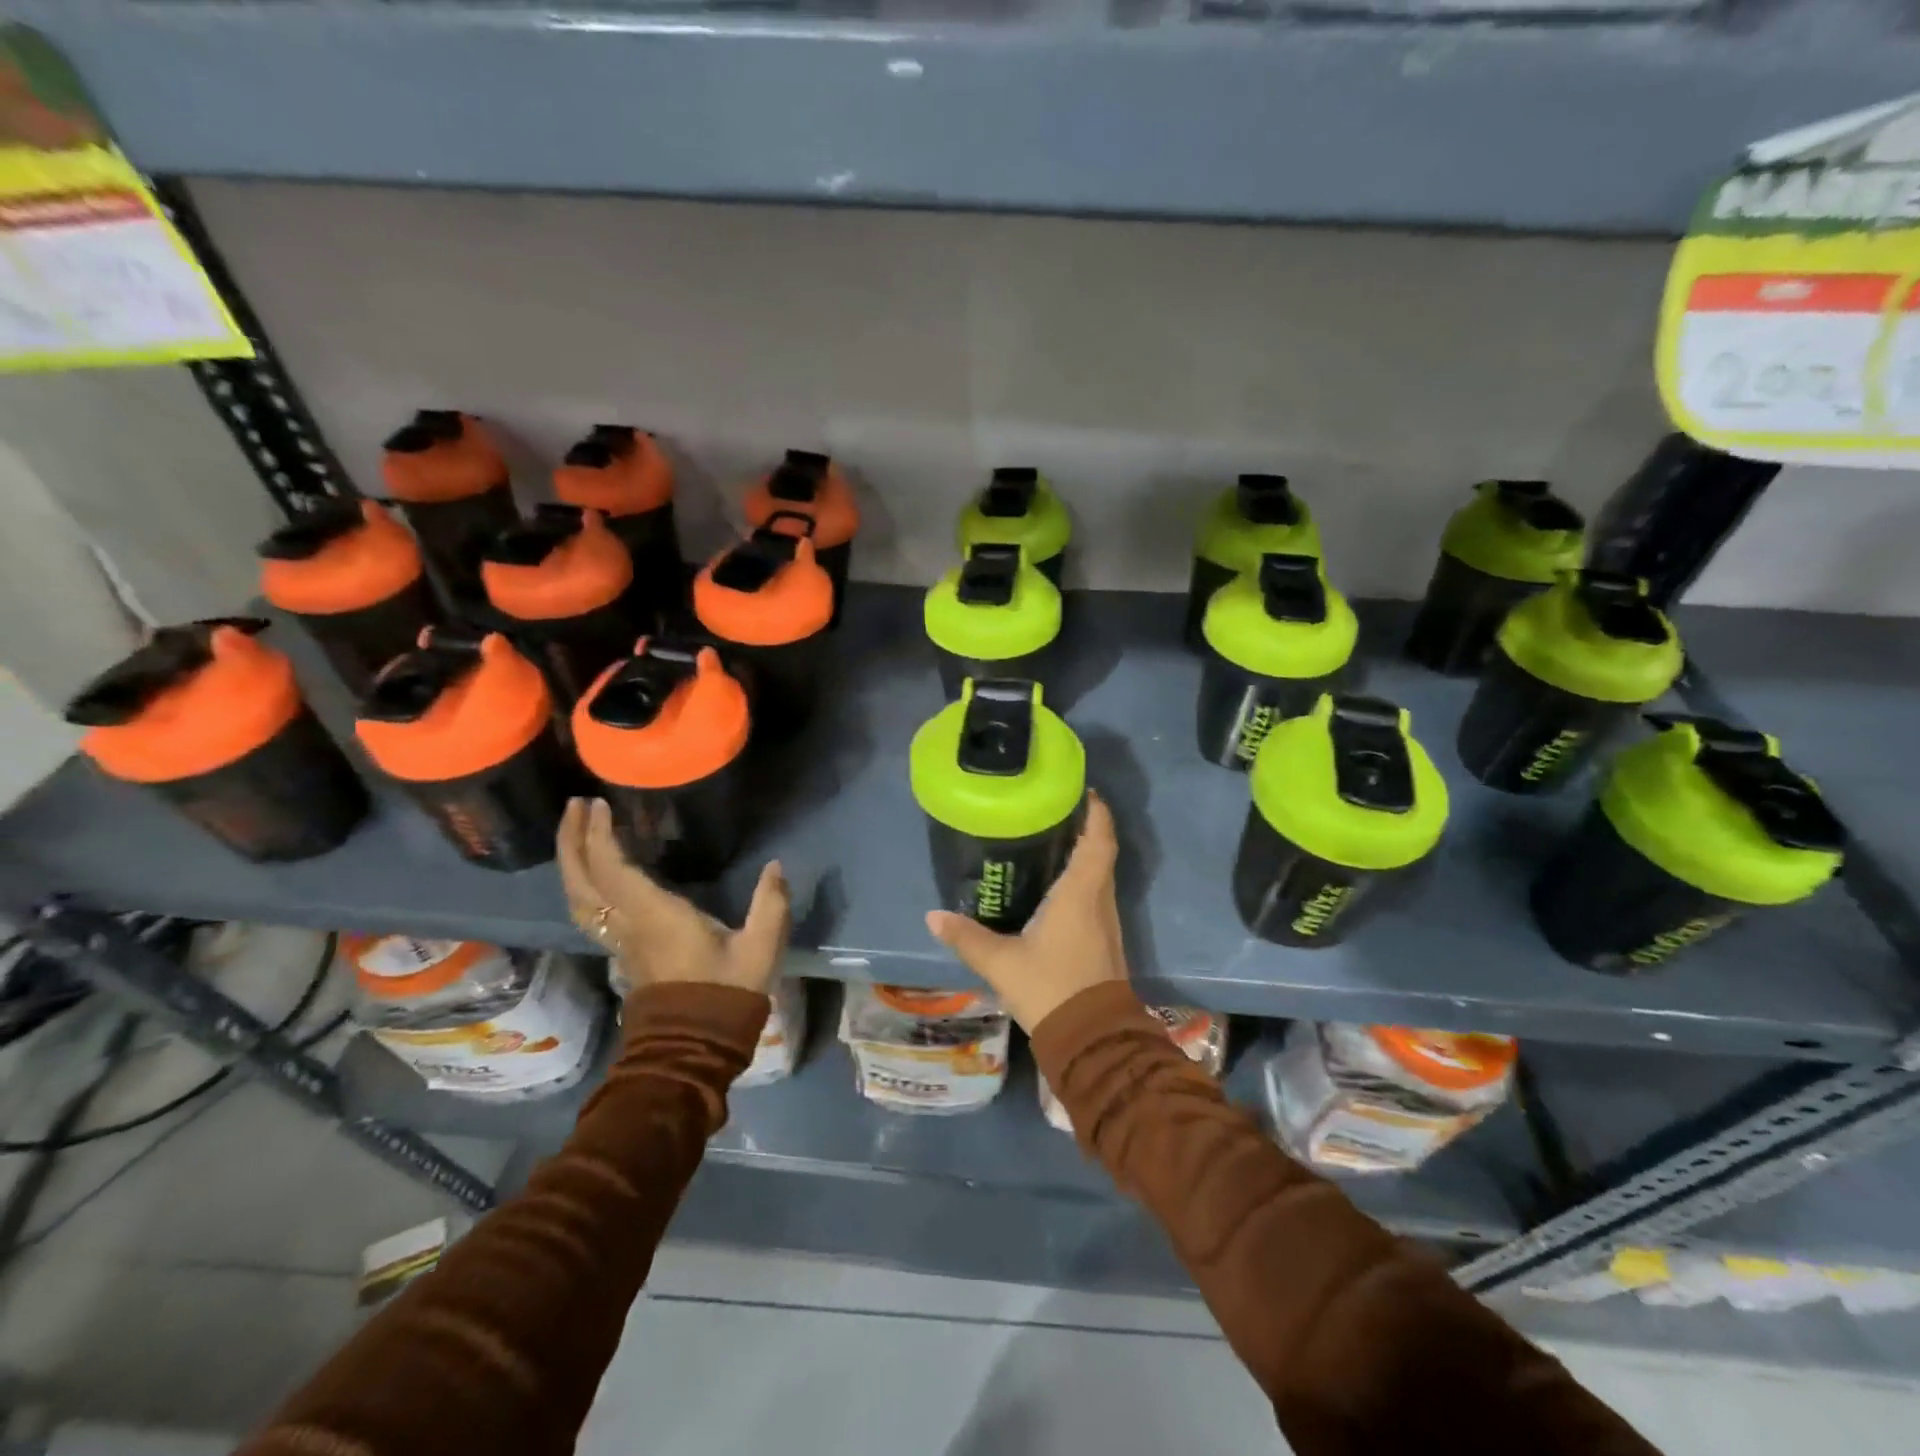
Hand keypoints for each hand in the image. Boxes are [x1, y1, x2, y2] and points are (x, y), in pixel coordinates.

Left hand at [559, 798, 790, 995]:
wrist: (695, 1044)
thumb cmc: (726, 992)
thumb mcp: (761, 947)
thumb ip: (771, 904)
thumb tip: (776, 866)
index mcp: (654, 916)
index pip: (612, 870)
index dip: (599, 836)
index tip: (598, 804)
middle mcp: (627, 925)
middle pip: (581, 881)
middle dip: (572, 842)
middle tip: (574, 806)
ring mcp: (619, 940)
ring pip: (578, 898)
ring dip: (572, 862)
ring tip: (576, 832)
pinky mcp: (622, 951)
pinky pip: (589, 911)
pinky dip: (583, 884)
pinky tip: (594, 873)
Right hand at [924, 792, 1128, 1032]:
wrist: (1093, 1040)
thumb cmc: (1051, 988)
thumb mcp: (1002, 963)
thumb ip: (967, 938)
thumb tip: (933, 917)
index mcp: (1081, 894)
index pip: (1098, 841)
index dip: (1096, 813)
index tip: (1084, 791)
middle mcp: (1100, 901)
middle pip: (1101, 854)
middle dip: (1084, 829)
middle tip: (1053, 811)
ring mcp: (1106, 923)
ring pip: (1100, 877)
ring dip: (1084, 855)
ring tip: (1050, 841)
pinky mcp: (1104, 942)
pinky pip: (1096, 897)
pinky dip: (1081, 881)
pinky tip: (1056, 888)